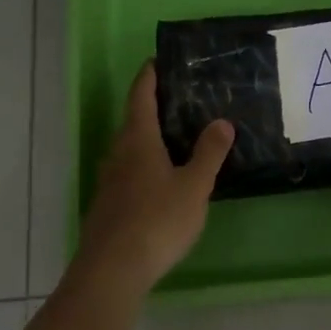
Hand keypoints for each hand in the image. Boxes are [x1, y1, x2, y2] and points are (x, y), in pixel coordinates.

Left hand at [68, 62, 233, 298]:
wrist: (112, 269)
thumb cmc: (157, 220)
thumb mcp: (194, 186)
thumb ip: (209, 153)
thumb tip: (222, 121)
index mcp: (138, 139)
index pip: (141, 95)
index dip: (149, 75)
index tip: (158, 60)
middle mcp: (118, 152)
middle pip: (134, 119)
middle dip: (154, 106)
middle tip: (182, 99)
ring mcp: (109, 179)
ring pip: (130, 147)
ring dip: (150, 137)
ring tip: (178, 137)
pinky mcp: (108, 204)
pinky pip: (129, 171)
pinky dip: (146, 163)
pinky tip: (163, 178)